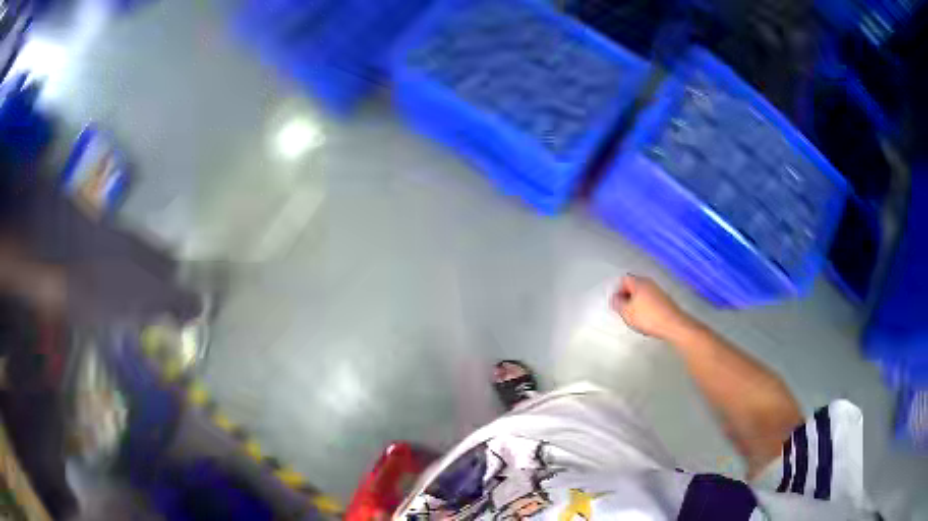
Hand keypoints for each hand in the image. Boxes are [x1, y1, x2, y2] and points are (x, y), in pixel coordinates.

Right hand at [610, 275, 694, 339]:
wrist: (672, 324)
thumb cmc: (648, 317)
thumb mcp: (627, 312)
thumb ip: (617, 303)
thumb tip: (614, 298)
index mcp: (639, 282)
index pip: (623, 280)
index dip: (617, 291)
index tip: (616, 304)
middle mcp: (649, 283)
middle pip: (633, 286)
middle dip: (626, 297)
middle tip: (624, 311)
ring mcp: (657, 290)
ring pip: (641, 293)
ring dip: (635, 303)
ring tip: (634, 316)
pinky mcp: (663, 299)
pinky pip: (649, 299)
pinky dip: (644, 306)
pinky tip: (645, 318)